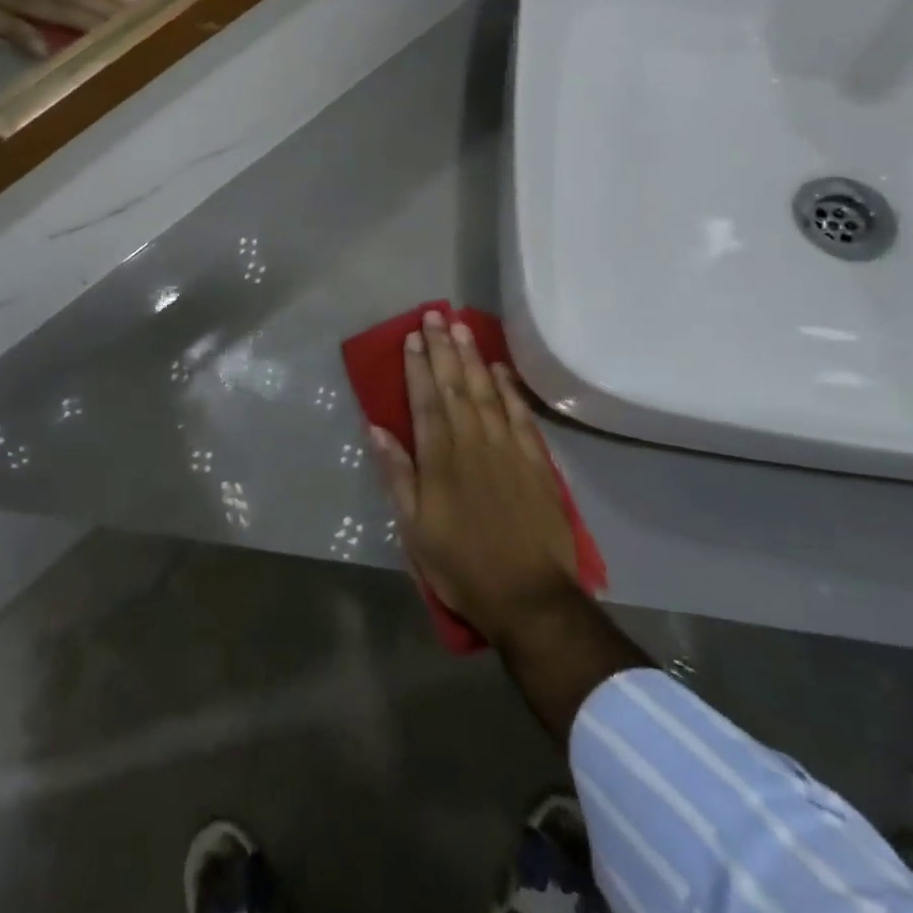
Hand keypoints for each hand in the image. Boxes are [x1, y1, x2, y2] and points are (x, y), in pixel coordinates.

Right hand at [367, 311, 582, 647]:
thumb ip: (397, 475)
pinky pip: (520, 415)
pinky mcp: (535, 462)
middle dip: (443, 349)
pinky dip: (509, 388)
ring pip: (487, 392)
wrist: (530, 597)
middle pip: (455, 386)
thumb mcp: (414, 528)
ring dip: (472, 358)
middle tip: (435, 315)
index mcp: (440, 459)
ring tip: (462, 327)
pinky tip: (500, 368)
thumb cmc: (460, 564)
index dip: (417, 366)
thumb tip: (377, 428)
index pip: (426, 400)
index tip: (412, 336)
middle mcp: (473, 443)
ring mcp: (508, 449)